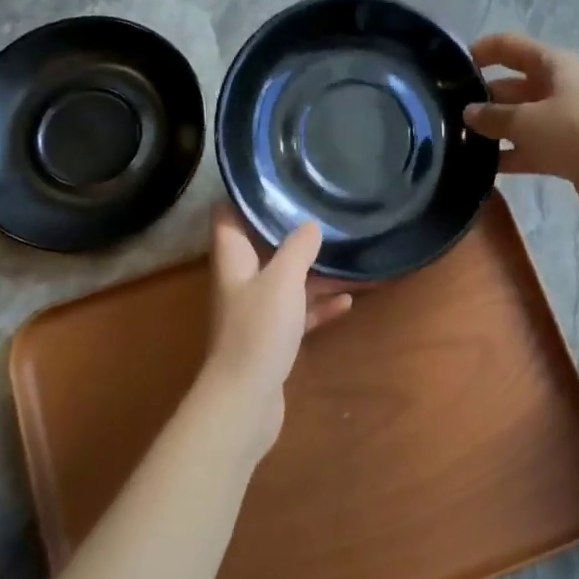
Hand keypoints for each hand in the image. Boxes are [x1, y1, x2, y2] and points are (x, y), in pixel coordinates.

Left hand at [194, 207, 351, 459]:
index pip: (228, 216)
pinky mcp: (274, 339)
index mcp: (234, 261)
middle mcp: (242, 282)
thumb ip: (297, 248)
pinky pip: (300, 313)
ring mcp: (257, 313)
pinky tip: (348, 301)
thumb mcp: (283, 281)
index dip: (246, 195)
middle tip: (325, 212)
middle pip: (264, 248)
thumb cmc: (258, 332)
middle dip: (293, 232)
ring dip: (316, 271)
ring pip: (288, 281)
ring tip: (350, 256)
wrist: (245, 401)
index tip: (276, 177)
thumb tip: (311, 223)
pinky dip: (321, 305)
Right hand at [464, 33, 578, 221]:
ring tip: (455, 141)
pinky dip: (507, 155)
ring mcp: (560, 120)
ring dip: (492, 129)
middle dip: (481, 97)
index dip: (482, 51)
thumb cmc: (575, 132)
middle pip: (511, 85)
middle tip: (445, 114)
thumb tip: (468, 113)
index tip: (451, 68)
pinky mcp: (562, 150)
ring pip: (517, 119)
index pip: (509, 47)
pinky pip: (526, 148)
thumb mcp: (526, 120)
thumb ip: (493, 116)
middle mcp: (556, 87)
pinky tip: (478, 167)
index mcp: (551, 65)